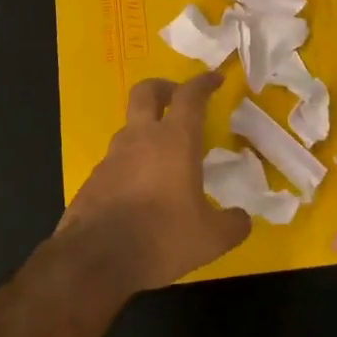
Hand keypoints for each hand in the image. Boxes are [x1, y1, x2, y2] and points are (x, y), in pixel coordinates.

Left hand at [55, 73, 251, 293]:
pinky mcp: (94, 179)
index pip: (190, 96)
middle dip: (164, 87)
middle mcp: (140, 139)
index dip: (203, 82)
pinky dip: (132, 164)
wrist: (95, 258)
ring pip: (130, 128)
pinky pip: (117, 160)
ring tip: (165, 157)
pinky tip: (143, 191)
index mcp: (174, 141)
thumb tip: (242, 218)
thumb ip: (232, 224)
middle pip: (146, 92)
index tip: (214, 78)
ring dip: (147, 131)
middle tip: (178, 99)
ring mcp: (112, 157)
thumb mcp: (211, 238)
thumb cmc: (160, 237)